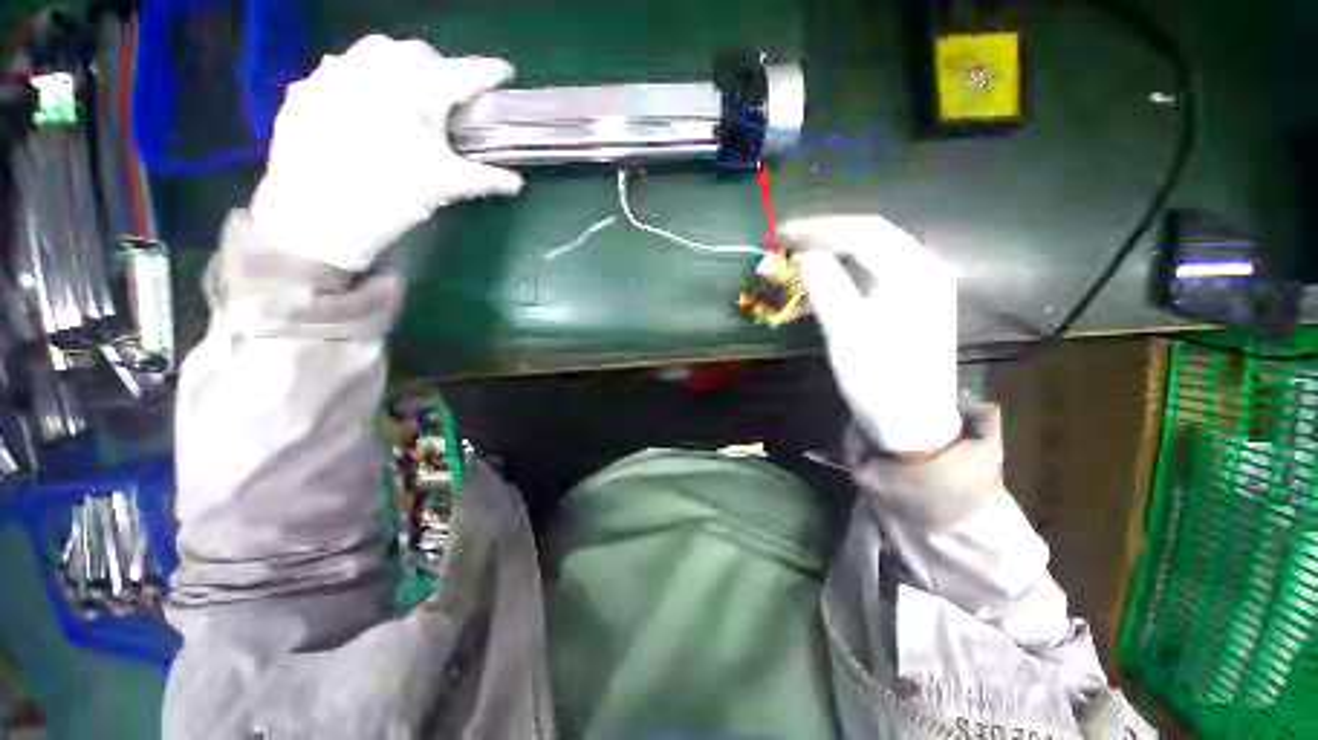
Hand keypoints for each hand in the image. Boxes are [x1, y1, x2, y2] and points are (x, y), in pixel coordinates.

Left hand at [250, 35, 523, 271]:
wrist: (316, 217)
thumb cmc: (392, 197)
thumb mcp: (446, 187)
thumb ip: (486, 178)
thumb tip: (516, 183)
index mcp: (419, 89)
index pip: (466, 72)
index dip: (489, 72)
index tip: (504, 74)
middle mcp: (377, 67)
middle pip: (419, 53)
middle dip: (438, 70)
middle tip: (446, 100)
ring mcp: (335, 73)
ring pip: (376, 52)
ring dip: (397, 68)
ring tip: (402, 100)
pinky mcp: (307, 90)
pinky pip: (339, 69)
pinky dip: (358, 80)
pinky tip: (360, 109)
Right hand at [781, 216, 960, 455]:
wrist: (912, 425)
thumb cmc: (879, 379)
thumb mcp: (846, 332)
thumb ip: (825, 286)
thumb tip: (803, 254)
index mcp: (915, 272)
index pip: (864, 231)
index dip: (819, 228)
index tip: (781, 232)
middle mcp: (923, 270)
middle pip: (871, 236)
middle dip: (825, 234)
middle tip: (787, 240)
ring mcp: (919, 287)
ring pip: (871, 255)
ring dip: (832, 252)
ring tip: (799, 255)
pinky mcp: (908, 305)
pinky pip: (872, 275)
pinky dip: (842, 273)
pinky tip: (822, 279)